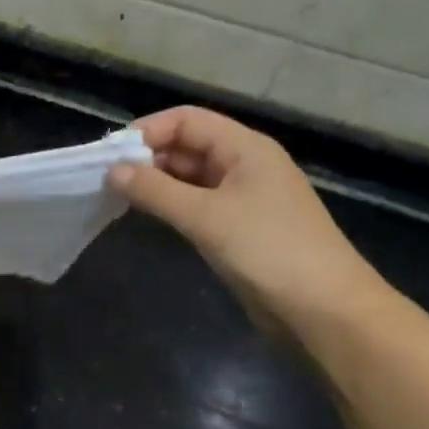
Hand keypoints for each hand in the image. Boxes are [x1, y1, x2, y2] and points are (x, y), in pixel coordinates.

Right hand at [110, 106, 391, 335]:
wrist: (322, 308)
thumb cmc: (266, 250)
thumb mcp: (205, 216)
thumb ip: (155, 191)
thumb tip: (113, 171)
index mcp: (245, 148)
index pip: (188, 120)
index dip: (148, 131)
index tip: (110, 155)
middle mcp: (245, 165)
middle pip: (189, 145)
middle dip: (148, 157)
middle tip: (106, 180)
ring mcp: (245, 197)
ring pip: (191, 177)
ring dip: (157, 183)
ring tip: (118, 197)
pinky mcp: (240, 228)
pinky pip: (199, 204)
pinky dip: (172, 205)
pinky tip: (149, 217)